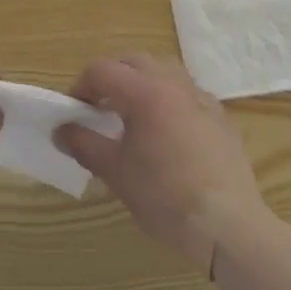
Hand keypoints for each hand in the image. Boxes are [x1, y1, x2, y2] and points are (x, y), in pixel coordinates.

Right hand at [55, 54, 270, 271]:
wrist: (229, 227)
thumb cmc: (166, 197)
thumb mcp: (117, 173)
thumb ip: (85, 145)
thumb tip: (61, 131)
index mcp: (144, 92)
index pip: (101, 70)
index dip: (81, 86)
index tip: (74, 112)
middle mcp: (173, 84)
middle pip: (133, 62)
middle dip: (112, 78)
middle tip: (100, 108)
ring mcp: (201, 98)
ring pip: (164, 70)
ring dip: (142, 82)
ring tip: (134, 113)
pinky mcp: (221, 117)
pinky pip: (189, 93)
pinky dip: (170, 99)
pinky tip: (169, 129)